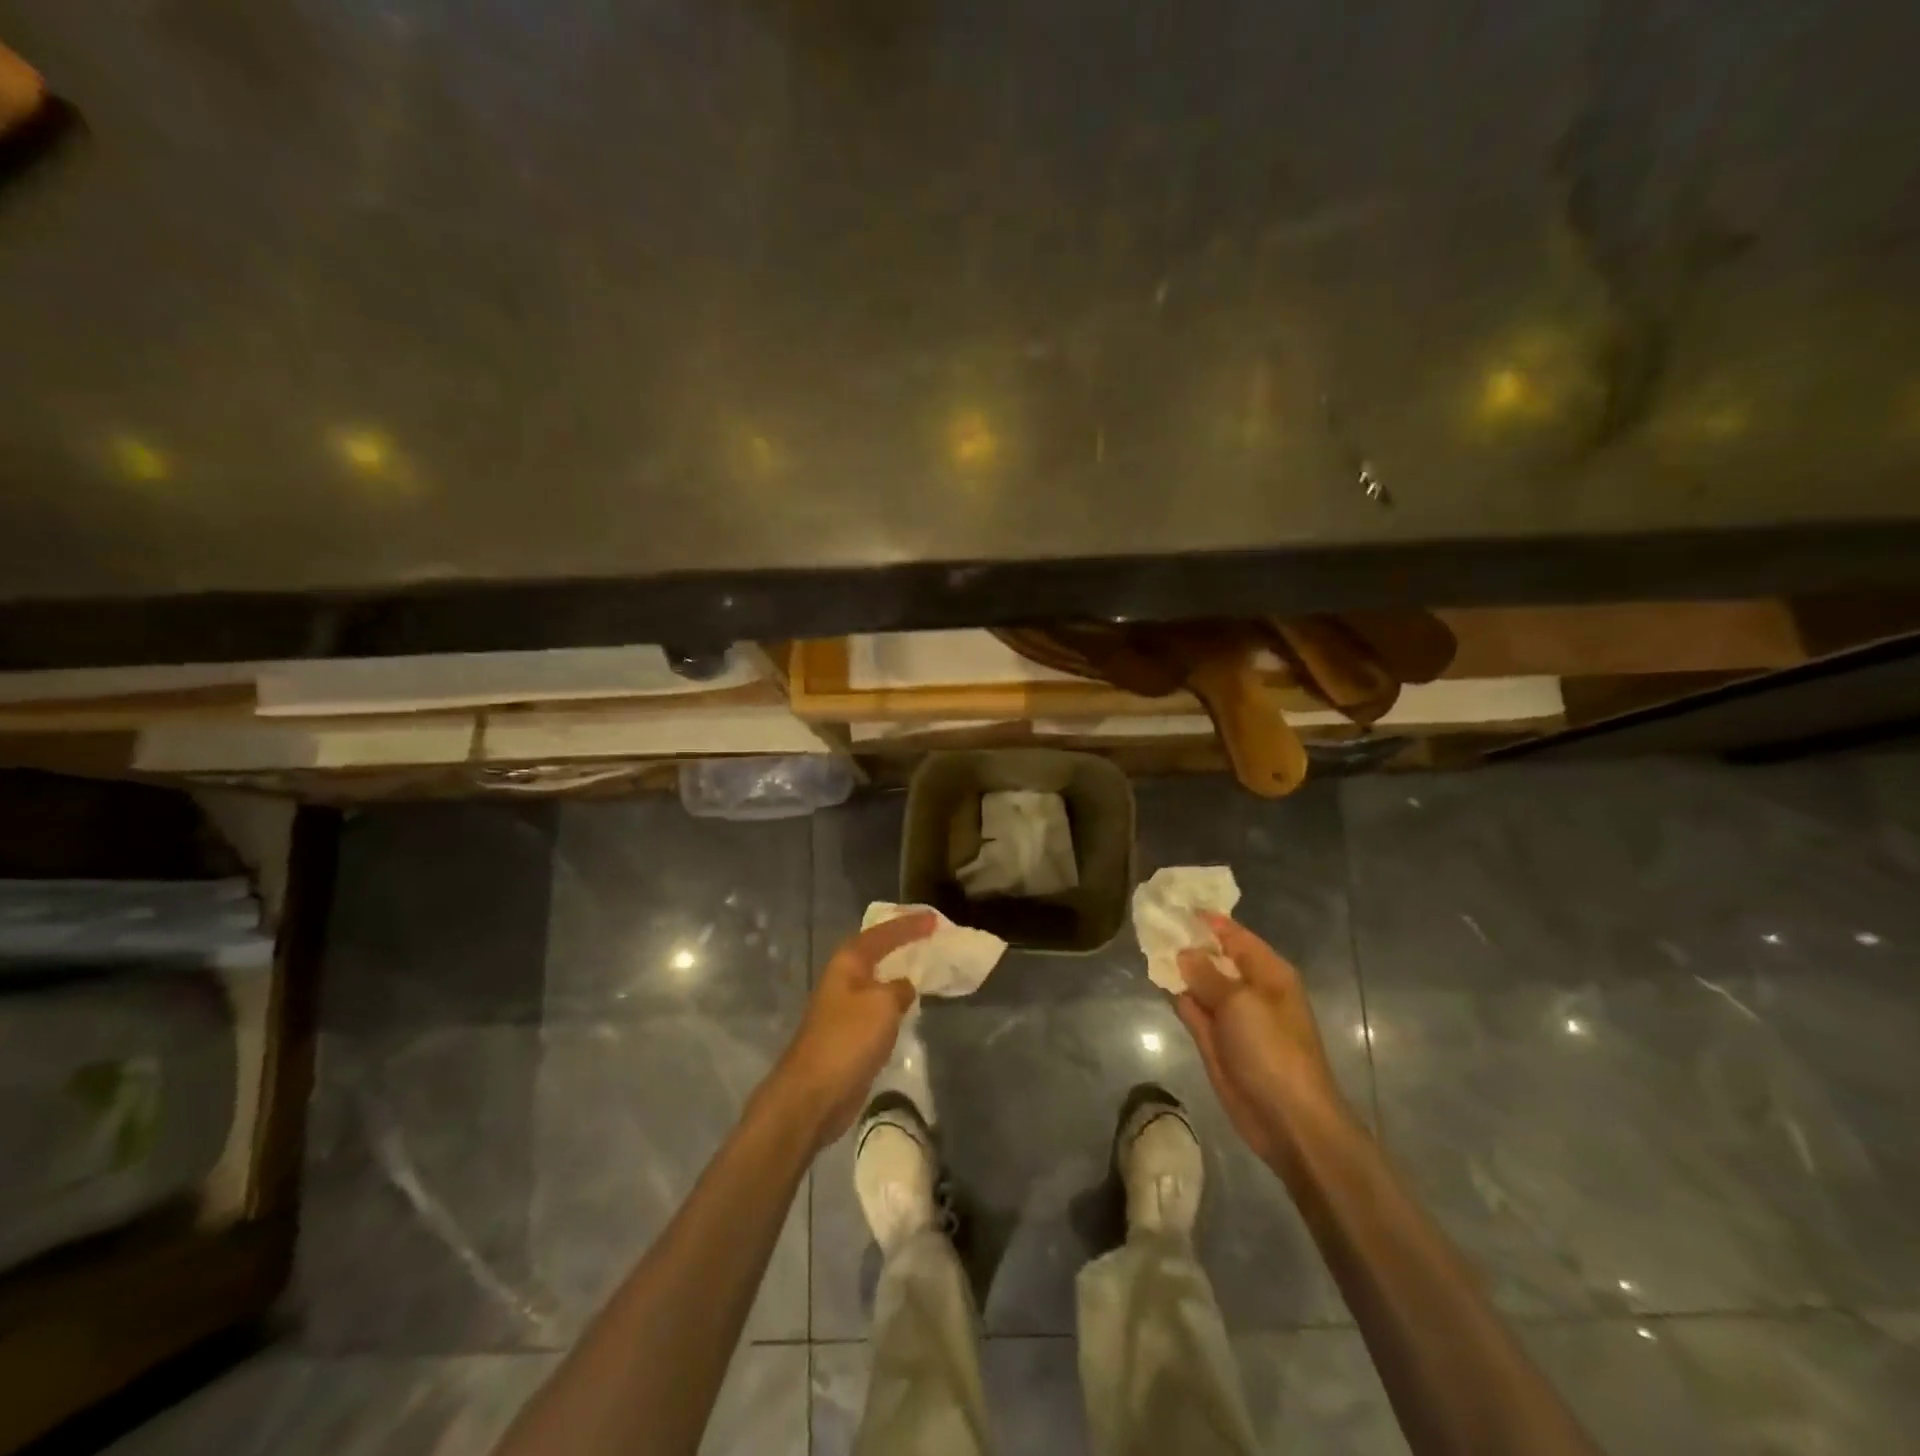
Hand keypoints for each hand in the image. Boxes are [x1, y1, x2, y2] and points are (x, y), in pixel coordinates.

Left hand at [770, 912, 935, 1147]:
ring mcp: (844, 1008)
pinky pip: (879, 1007)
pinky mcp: (849, 1035)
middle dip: (902, 942)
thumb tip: (906, 986)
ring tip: (927, 966)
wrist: (813, 1095)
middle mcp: (844, 979)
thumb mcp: (883, 1005)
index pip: (883, 934)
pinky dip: (896, 1001)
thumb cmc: (848, 1040)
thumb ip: (900, 988)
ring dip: (900, 972)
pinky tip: (912, 1006)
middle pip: (876, 951)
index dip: (909, 925)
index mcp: (848, 963)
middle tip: (931, 935)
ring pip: (878, 980)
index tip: (935, 919)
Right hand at [1174, 912, 1351, 1168]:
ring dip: (1177, 966)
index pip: (1234, 934)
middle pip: (1213, 956)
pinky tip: (1154, 977)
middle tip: (1151, 919)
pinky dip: (1175, 993)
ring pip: (1199, 981)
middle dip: (1186, 940)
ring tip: (1146, 941)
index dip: (1206, 919)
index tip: (1174, 902)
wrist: (1287, 1120)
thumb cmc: (1273, 1051)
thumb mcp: (1240, 1003)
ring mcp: (1230, 1016)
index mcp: (1268, 973)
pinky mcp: (1214, 1040)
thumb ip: (1207, 973)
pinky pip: (1191, 1007)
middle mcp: (1249, 989)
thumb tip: (1184, 952)